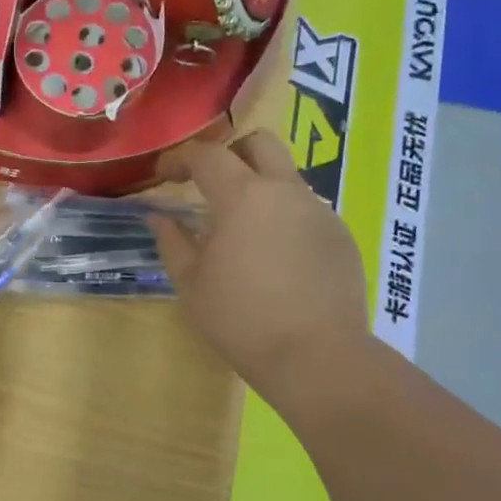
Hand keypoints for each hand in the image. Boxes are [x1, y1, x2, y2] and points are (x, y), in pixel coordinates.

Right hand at [151, 130, 372, 405]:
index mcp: (243, 197)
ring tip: (243, 231)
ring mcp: (319, 212)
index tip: (164, 177)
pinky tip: (276, 260)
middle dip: (230, 152)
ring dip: (260, 189)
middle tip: (210, 183)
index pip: (207, 155)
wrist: (317, 357)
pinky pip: (306, 211)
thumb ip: (172, 242)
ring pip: (286, 178)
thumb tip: (159, 217)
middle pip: (260, 143)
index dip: (180, 159)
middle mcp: (286, 191)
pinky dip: (284, 220)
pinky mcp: (341, 237)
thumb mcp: (191, 283)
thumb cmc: (240, 319)